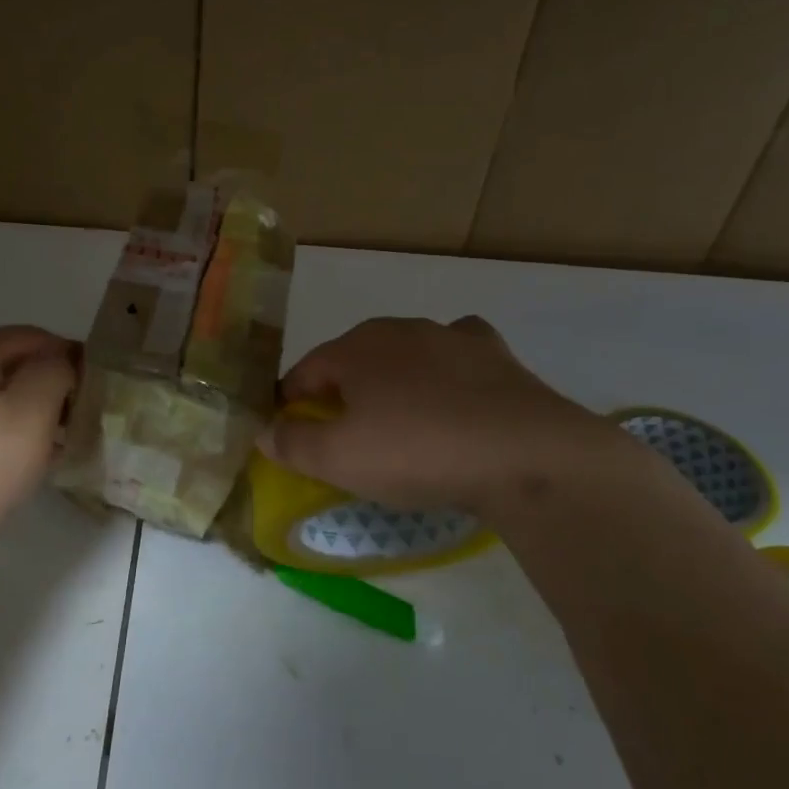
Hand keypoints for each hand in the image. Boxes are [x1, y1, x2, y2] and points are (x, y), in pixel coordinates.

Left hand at [0, 326, 78, 589]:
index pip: (26, 336)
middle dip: (48, 384)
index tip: (95, 381)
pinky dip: (5, 441)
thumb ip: (53, 373)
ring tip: (58, 444)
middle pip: (6, 368)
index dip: (65, 350)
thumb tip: (60, 362)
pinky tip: (23, 469)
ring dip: (29, 416)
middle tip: (81, 414)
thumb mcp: (31, 412)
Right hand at [264, 316, 648, 520]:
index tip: (292, 434)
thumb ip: (292, 443)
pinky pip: (456, 355)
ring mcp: (450, 336)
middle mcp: (398, 329)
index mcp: (354, 348)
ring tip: (400, 420)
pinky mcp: (495, 354)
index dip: (291, 403)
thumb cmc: (418, 451)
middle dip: (341, 391)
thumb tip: (263, 431)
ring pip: (404, 354)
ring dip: (392, 380)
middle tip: (344, 435)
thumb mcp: (339, 459)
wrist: (526, 454)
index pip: (305, 371)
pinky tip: (454, 393)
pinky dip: (446, 370)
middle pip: (353, 359)